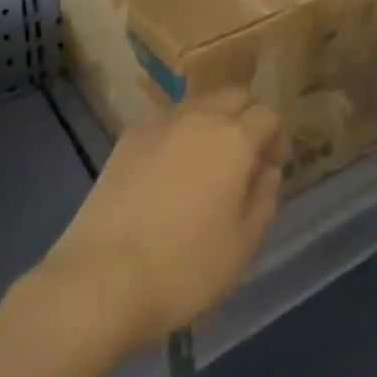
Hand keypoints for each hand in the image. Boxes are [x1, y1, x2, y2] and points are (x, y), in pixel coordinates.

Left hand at [41, 89, 286, 352]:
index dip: (275, 138)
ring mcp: (161, 123)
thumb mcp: (241, 248)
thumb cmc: (183, 268)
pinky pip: (166, 126)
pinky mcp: (129, 138)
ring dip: (211, 125)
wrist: (101, 279)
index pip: (267, 115)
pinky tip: (166, 178)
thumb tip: (267, 172)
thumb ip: (263, 200)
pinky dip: (177, 139)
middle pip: (234, 97)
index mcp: (234, 138)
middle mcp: (201, 117)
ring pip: (199, 106)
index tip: (271, 168)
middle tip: (242, 162)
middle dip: (245, 120)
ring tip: (204, 168)